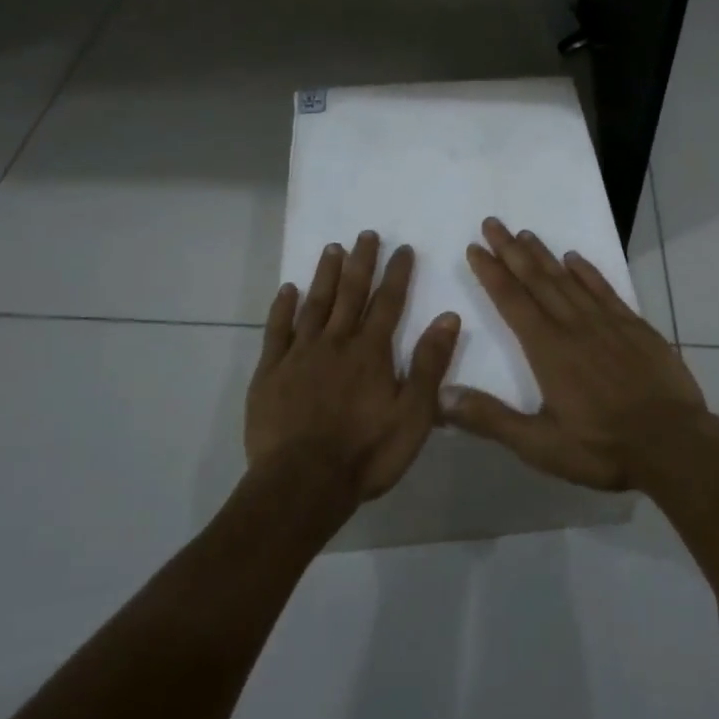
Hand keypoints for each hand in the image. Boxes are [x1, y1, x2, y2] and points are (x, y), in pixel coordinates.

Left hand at [247, 232, 461, 507]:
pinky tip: (287, 289)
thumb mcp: (413, 415)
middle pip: (351, 293)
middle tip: (366, 234)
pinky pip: (277, 330)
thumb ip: (430, 364)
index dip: (398, 273)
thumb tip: (448, 317)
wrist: (302, 484)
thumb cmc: (365, 453)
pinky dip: (283, 307)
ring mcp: (300, 354)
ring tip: (332, 248)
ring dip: (325, 275)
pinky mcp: (270, 371)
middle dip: (361, 262)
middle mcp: (337, 342)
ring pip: (315, 303)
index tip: (403, 247)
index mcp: (372, 351)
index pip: (389, 302)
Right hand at [442, 216, 706, 489]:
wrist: (674, 444)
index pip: (511, 301)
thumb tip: (441, 395)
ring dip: (543, 255)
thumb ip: (490, 419)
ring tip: (525, 233)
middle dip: (511, 251)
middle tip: (493, 223)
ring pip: (567, 279)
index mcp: (548, 350)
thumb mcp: (540, 445)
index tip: (475, 247)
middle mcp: (573, 326)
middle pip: (536, 280)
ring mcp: (607, 322)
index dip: (491, 273)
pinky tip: (576, 258)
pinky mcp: (635, 326)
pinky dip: (587, 271)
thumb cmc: (602, 447)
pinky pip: (605, 289)